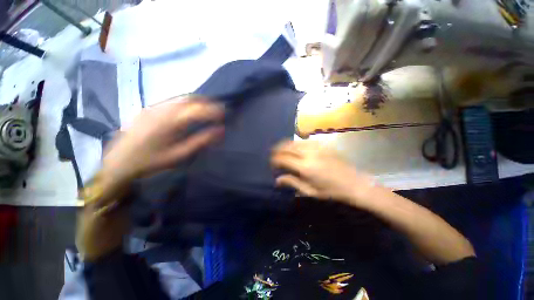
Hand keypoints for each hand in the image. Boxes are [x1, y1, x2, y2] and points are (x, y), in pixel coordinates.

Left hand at [101, 96, 224, 188]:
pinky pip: (172, 101)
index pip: (199, 109)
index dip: (214, 110)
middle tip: (218, 110)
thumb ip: (201, 141)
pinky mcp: (148, 109)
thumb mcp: (179, 154)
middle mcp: (163, 109)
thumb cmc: (151, 161)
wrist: (117, 162)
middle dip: (207, 102)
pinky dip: (186, 103)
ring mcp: (154, 107)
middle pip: (190, 99)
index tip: (225, 114)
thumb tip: (220, 131)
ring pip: (181, 98)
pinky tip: (189, 111)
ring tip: (207, 109)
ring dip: (197, 101)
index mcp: (171, 121)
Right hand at [271, 141, 374, 204]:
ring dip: (285, 145)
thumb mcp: (310, 191)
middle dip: (277, 150)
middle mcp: (309, 153)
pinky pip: (304, 141)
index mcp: (305, 167)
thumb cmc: (332, 192)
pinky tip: (295, 148)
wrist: (355, 184)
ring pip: (294, 141)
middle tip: (274, 156)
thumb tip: (277, 180)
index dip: (274, 160)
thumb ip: (292, 182)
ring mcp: (316, 147)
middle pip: (287, 146)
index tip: (272, 164)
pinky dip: (296, 143)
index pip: (283, 158)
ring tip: (282, 151)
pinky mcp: (323, 144)